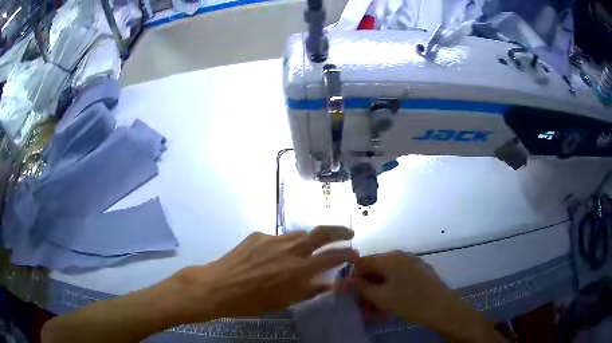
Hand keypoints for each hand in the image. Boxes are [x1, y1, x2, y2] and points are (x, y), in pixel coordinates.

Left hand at [171, 226, 357, 321]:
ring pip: (299, 234)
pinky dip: (283, 247)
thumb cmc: (253, 301)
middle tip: (348, 234)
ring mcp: (273, 239)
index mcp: (300, 268)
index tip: (355, 253)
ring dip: (309, 241)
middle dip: (340, 231)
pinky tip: (272, 258)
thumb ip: (309, 290)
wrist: (218, 286)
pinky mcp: (258, 235)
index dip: (348, 253)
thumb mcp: (285, 301)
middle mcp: (290, 248)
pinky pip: (277, 239)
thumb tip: (327, 284)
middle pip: (321, 232)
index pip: (333, 256)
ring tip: (307, 250)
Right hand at [351, 251, 500, 342]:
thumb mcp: (381, 297)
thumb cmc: (408, 301)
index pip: (362, 261)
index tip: (351, 291)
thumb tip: (347, 281)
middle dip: (367, 283)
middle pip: (376, 266)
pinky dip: (391, 286)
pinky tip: (391, 300)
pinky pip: (399, 275)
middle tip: (363, 301)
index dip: (354, 275)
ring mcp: (412, 261)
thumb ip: (362, 287)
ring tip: (376, 305)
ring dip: (378, 286)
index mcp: (389, 258)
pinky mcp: (420, 270)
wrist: (441, 307)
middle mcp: (400, 255)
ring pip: (388, 272)